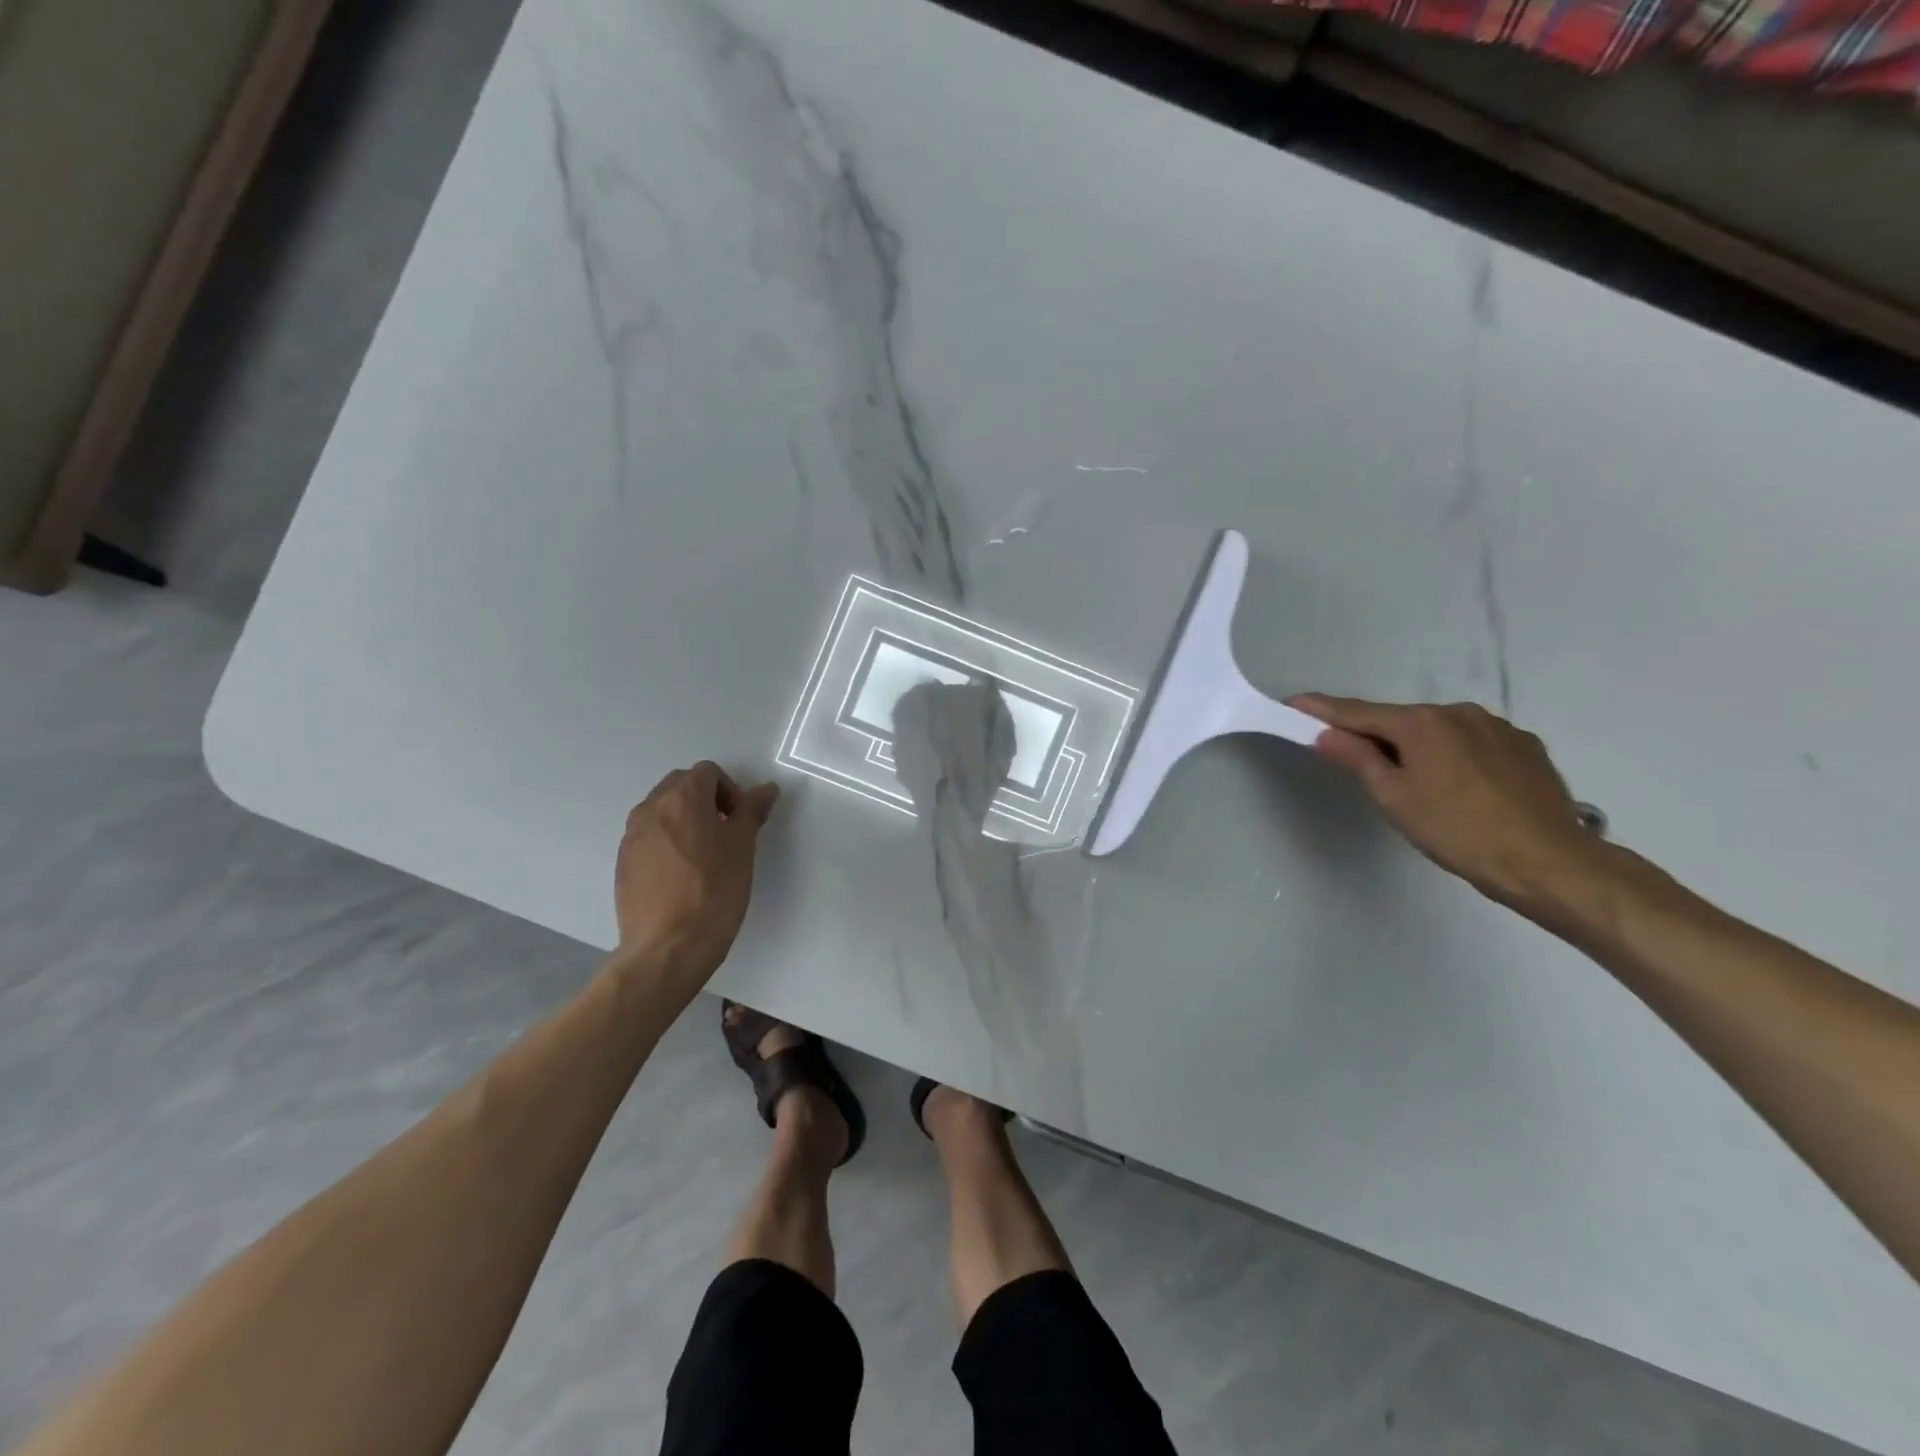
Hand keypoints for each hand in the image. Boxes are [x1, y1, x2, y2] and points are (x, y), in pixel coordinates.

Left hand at [614, 762, 780, 985]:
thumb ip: (752, 812)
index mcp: (682, 798)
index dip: (730, 790)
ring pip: (662, 812)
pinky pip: (649, 838)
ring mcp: (632, 836)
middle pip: (680, 786)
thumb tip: (766, 789)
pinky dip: (667, 844)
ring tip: (703, 857)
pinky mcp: (623, 863)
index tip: (740, 821)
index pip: (707, 772)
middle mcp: (651, 808)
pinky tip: (681, 877)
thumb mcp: (743, 848)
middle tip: (725, 833)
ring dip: (684, 821)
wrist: (668, 947)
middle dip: (705, 800)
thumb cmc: (714, 892)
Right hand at [1289, 695, 1604, 916]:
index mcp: (1422, 723)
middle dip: (1375, 735)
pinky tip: (1459, 785)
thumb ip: (1358, 759)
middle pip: (1401, 721)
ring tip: (1416, 782)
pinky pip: (1473, 742)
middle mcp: (1458, 712)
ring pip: (1439, 731)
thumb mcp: (1394, 797)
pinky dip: (1454, 755)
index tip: (1294, 702)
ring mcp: (1497, 727)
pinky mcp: (1525, 746)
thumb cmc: (1457, 831)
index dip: (1323, 710)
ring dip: (1418, 747)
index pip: (1358, 712)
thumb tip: (1325, 734)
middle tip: (1355, 759)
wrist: (1547, 861)